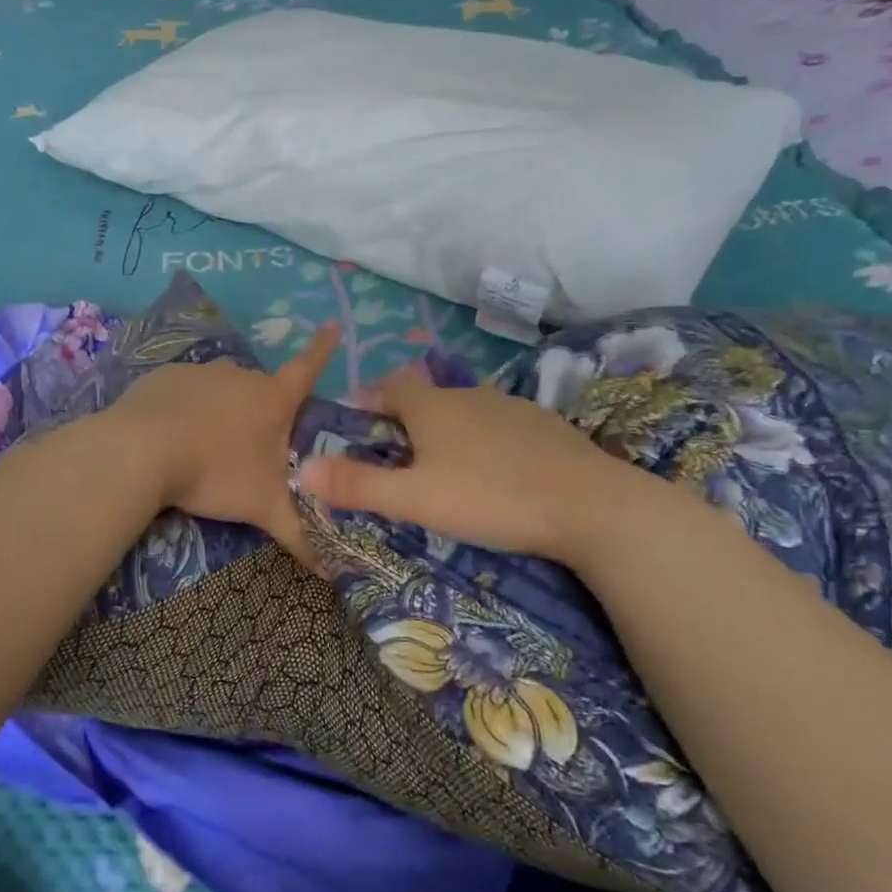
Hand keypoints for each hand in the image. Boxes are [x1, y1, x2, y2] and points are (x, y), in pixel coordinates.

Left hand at [110, 325, 339, 565]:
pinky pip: (184, 392)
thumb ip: (299, 537)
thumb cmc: (215, 474)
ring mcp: (200, 372)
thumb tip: (334, 574)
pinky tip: (171, 437)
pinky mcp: (164, 377)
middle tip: (248, 448)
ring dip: (220, 411)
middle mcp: (239, 376)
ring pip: (220, 390)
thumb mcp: (263, 508)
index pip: (307, 369)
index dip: (322, 350)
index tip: (334, 325)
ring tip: (205, 448)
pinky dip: (185, 409)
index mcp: (271, 399)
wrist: (140, 452)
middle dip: (259, 412)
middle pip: (259, 389)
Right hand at [295, 365, 652, 564]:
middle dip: (404, 419)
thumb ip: (358, 485)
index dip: (369, 398)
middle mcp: (469, 396)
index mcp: (433, 407)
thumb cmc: (490, 497)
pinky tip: (494, 473)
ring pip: (464, 411)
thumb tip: (301, 469)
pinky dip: (484, 442)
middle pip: (426, 397)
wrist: (590, 505)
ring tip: (442, 467)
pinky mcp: (545, 427)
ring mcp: (511, 408)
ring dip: (445, 430)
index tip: (356, 421)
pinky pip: (499, 426)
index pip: (390, 386)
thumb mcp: (415, 499)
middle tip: (394, 455)